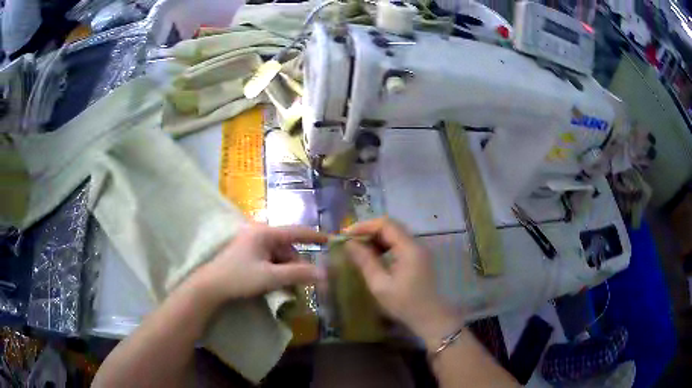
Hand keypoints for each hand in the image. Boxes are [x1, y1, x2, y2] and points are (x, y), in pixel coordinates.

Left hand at [192, 224, 326, 303]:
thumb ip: (298, 274)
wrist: (210, 287)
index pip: (296, 231)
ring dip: (286, 270)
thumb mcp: (271, 277)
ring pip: (279, 255)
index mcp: (265, 233)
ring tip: (286, 288)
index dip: (315, 237)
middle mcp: (259, 233)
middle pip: (287, 247)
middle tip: (301, 284)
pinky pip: (269, 260)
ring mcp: (252, 243)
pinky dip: (276, 271)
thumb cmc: (239, 278)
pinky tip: (276, 284)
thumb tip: (324, 274)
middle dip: (296, 265)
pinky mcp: (247, 253)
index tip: (331, 240)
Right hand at [345, 218, 462, 345]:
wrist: (430, 318)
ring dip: (376, 238)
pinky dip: (384, 246)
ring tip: (359, 249)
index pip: (385, 224)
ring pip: (395, 234)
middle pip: (391, 226)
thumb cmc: (404, 304)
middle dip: (369, 231)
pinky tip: (374, 257)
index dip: (364, 226)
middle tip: (350, 242)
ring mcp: (419, 250)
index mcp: (409, 248)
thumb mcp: (380, 285)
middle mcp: (416, 244)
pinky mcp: (419, 258)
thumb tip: (349, 244)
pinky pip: (399, 244)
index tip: (345, 235)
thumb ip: (365, 261)